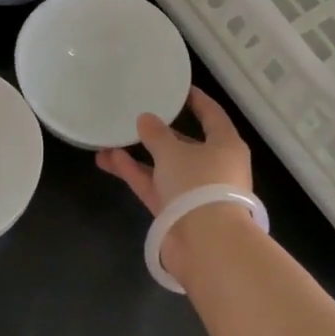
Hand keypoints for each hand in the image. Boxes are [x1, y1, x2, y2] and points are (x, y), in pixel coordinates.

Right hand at [97, 87, 254, 274]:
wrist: (206, 245)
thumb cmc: (199, 185)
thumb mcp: (174, 152)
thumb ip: (156, 134)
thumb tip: (146, 119)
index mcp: (226, 146)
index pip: (212, 116)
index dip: (197, 101)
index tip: (180, 90)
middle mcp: (214, 167)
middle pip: (186, 144)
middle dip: (160, 133)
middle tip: (137, 117)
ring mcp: (195, 192)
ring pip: (165, 167)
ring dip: (139, 156)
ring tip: (109, 140)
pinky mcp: (177, 213)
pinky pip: (155, 186)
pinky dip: (136, 173)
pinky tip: (110, 159)